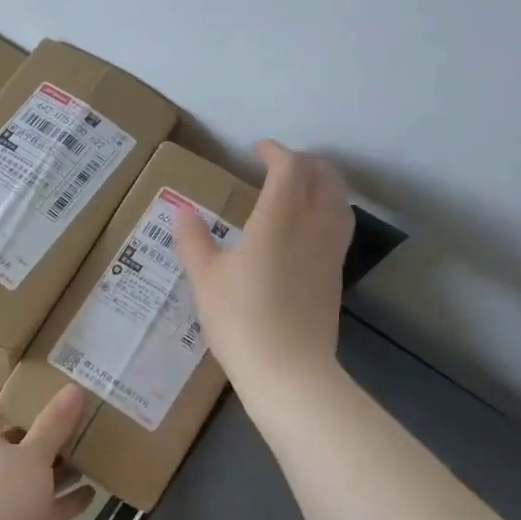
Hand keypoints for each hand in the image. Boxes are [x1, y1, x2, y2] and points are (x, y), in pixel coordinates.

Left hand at [0, 385, 97, 519]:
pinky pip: (44, 511)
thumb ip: (54, 424)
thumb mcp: (32, 453)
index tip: (17, 391)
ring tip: (87, 454)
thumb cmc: (0, 491)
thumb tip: (73, 389)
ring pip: (30, 480)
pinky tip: (93, 493)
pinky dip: (65, 503)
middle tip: (69, 422)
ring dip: (56, 470)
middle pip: (8, 447)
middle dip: (37, 437)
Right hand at [173, 140, 351, 389]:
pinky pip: (339, 226)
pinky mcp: (335, 275)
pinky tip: (306, 227)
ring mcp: (330, 251)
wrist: (288, 370)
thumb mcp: (205, 278)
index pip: (289, 168)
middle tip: (280, 163)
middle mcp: (312, 226)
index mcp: (279, 218)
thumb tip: (181, 212)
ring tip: (300, 188)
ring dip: (322, 184)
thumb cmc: (240, 318)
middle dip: (305, 162)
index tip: (257, 149)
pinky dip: (327, 209)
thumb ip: (193, 240)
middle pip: (324, 178)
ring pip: (339, 201)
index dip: (275, 152)